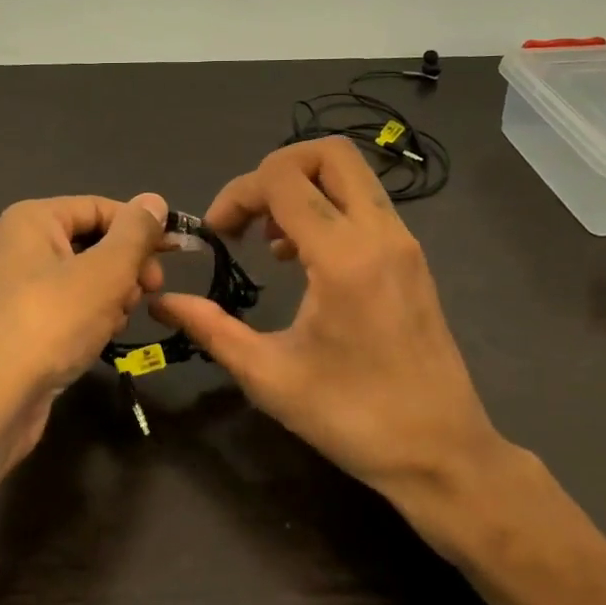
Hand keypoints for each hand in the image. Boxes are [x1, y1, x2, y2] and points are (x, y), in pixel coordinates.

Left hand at [0, 193, 167, 473]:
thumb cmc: (49, 325)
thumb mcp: (104, 273)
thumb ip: (135, 233)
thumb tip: (154, 200)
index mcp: (34, 219)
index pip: (102, 208)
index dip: (142, 229)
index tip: (176, 256)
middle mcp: (21, 245)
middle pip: (95, 242)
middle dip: (126, 268)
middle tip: (148, 294)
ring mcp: (19, 287)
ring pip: (86, 279)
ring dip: (112, 298)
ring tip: (113, 323)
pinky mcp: (22, 324)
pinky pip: (69, 308)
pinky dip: (90, 319)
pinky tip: (97, 340)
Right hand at [153, 141, 504, 532]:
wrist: (442, 453)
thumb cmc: (353, 418)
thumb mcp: (269, 377)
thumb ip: (211, 329)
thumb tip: (163, 302)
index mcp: (344, 257)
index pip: (283, 178)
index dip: (238, 193)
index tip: (217, 233)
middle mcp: (380, 234)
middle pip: (329, 152)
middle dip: (276, 168)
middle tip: (247, 215)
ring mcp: (403, 242)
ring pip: (351, 174)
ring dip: (303, 187)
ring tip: (270, 239)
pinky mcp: (412, 257)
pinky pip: (365, 203)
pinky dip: (327, 207)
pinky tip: (303, 257)